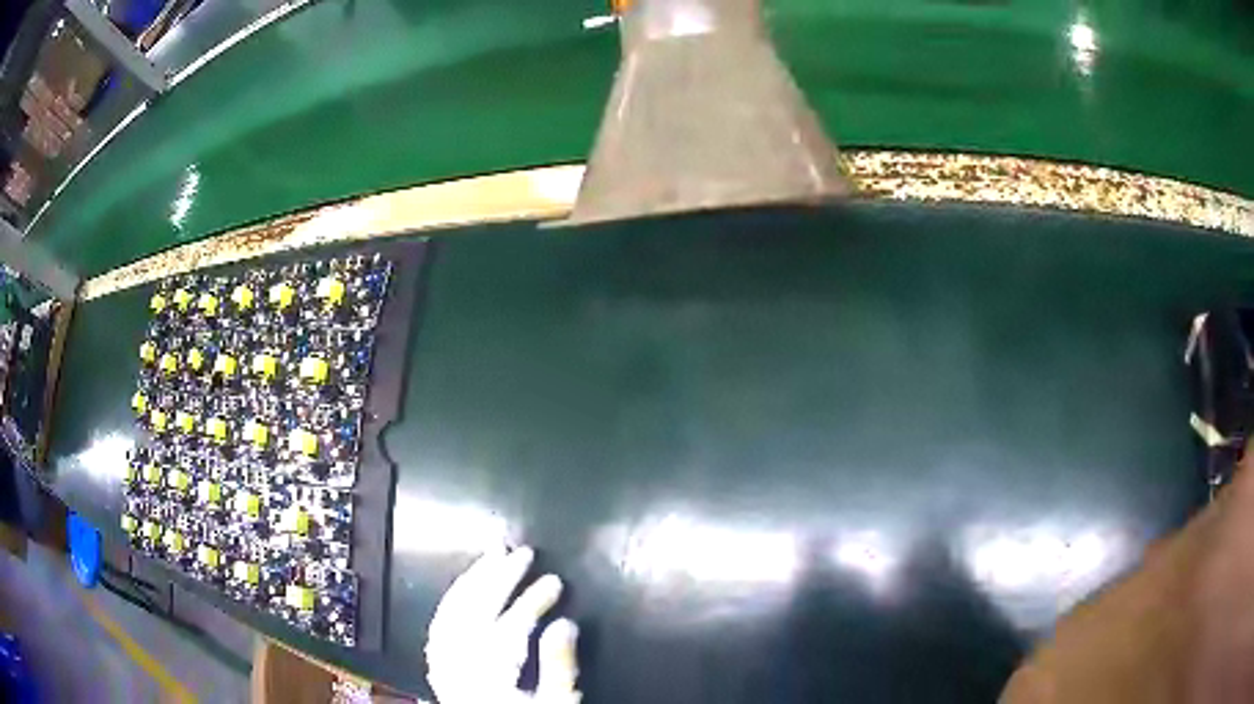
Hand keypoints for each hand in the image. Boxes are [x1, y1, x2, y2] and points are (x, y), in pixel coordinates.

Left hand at [425, 546, 580, 703]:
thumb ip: (559, 666)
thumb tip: (565, 621)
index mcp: (488, 675)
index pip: (509, 626)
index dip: (532, 600)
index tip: (555, 581)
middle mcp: (457, 664)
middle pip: (474, 610)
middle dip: (499, 578)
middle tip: (523, 552)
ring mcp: (443, 664)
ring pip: (451, 611)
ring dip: (471, 580)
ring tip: (491, 556)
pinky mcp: (439, 666)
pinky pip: (439, 624)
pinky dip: (453, 600)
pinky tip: (465, 589)